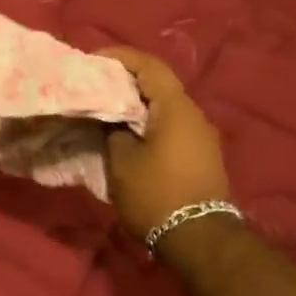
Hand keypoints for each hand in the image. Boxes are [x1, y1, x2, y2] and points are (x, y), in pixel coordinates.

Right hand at [99, 47, 230, 241]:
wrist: (199, 238)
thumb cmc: (156, 194)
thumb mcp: (122, 161)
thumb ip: (113, 131)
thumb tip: (112, 120)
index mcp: (176, 108)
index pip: (149, 66)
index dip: (120, 57)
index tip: (93, 60)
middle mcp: (194, 115)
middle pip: (158, 85)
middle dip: (126, 81)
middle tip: (95, 85)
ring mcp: (201, 136)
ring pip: (165, 107)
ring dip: (137, 104)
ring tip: (106, 110)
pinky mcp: (201, 156)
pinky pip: (171, 126)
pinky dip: (148, 122)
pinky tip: (127, 134)